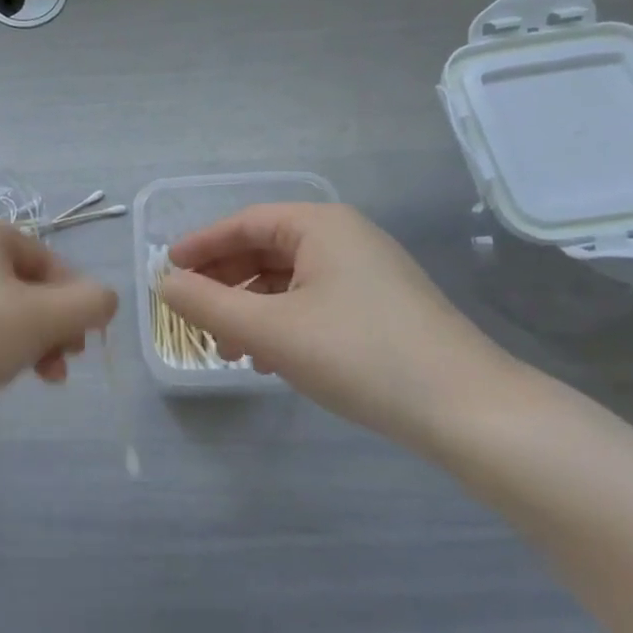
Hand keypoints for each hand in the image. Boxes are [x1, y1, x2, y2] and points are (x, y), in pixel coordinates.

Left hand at [0, 218, 118, 410]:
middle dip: (52, 327)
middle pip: (25, 287)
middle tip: (65, 363)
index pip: (47, 260)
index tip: (84, 340)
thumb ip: (90, 303)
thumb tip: (105, 300)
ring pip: (1, 311)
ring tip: (38, 377)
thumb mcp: (46, 317)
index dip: (74, 299)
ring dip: (29, 342)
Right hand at [160, 204, 525, 454]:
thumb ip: (208, 305)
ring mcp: (369, 274)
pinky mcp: (382, 309)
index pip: (244, 223)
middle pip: (267, 250)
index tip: (166, 271)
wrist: (468, 409)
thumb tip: (164, 285)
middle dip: (226, 283)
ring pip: (290, 281)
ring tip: (228, 349)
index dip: (201, 245)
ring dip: (252, 309)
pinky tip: (272, 361)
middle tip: (193, 316)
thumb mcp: (270, 330)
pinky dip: (283, 324)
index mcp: (320, 226)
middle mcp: (346, 238)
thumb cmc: (358, 355)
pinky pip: (315, 303)